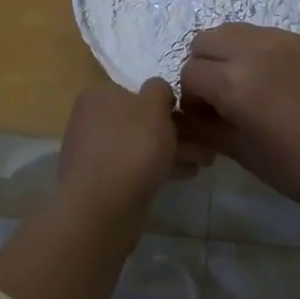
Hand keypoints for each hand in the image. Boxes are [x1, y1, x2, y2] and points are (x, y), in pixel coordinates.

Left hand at [57, 79, 210, 212]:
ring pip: (141, 146)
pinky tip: (187, 174)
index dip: (168, 104)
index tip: (194, 117)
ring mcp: (95, 153)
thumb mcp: (153, 106)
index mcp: (98, 97)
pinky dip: (160, 168)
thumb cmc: (130, 147)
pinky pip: (136, 168)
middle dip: (176, 132)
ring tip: (205, 162)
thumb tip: (158, 91)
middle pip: (142, 122)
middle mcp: (92, 121)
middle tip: (207, 145)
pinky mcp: (102, 182)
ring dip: (173, 151)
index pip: (138, 92)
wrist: (101, 208)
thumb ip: (159, 90)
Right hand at [179, 24, 299, 212]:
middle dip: (203, 67)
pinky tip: (272, 81)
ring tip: (243, 84)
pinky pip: (263, 34)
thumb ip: (204, 127)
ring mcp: (281, 40)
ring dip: (226, 53)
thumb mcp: (240, 152)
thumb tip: (186, 115)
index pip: (189, 74)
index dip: (192, 98)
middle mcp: (253, 50)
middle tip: (220, 97)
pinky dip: (254, 50)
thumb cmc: (296, 169)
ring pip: (232, 31)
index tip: (207, 118)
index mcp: (233, 82)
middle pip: (204, 41)